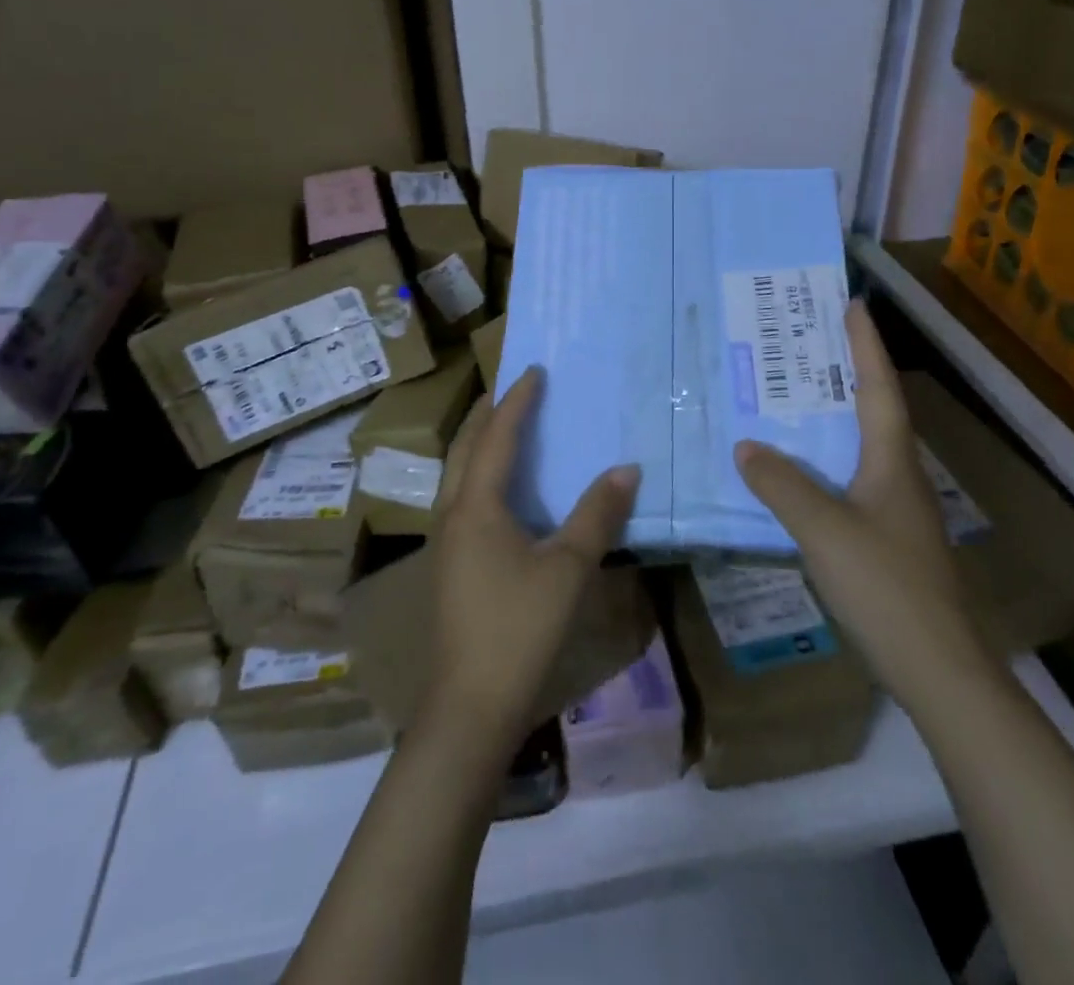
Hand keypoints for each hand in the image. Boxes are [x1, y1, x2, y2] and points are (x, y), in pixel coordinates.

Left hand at [425, 368, 638, 746]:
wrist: (470, 704)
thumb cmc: (520, 628)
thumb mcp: (569, 568)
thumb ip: (598, 515)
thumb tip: (626, 469)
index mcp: (476, 504)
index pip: (497, 435)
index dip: (517, 400)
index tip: (534, 370)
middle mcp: (452, 512)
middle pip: (465, 447)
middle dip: (487, 414)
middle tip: (513, 389)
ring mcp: (446, 540)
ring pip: (458, 473)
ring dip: (479, 443)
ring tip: (505, 427)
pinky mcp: (451, 563)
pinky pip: (462, 498)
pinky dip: (480, 474)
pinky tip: (501, 491)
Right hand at [733, 301, 985, 695]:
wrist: (939, 669)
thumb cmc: (885, 586)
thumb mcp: (823, 529)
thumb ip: (782, 485)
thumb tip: (746, 446)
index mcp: (892, 462)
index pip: (879, 388)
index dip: (865, 346)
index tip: (852, 304)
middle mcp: (899, 476)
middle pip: (873, 411)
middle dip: (846, 372)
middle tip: (807, 343)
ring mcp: (896, 511)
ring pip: (861, 448)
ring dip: (833, 418)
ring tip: (793, 398)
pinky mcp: (887, 540)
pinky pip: (849, 481)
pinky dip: (824, 462)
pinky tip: (797, 473)